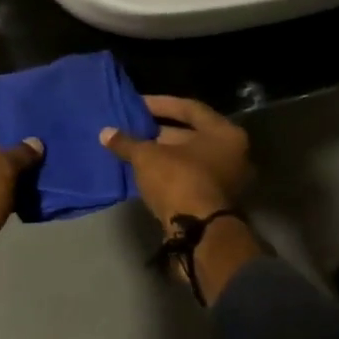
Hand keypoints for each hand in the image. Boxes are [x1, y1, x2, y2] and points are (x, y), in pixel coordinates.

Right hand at [102, 96, 260, 305]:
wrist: (198, 234)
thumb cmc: (178, 180)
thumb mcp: (147, 157)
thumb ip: (127, 142)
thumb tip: (105, 133)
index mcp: (224, 133)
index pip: (189, 108)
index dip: (160, 104)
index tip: (136, 105)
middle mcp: (233, 153)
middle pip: (191, 134)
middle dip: (159, 131)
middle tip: (133, 127)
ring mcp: (228, 179)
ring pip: (190, 158)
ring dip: (163, 153)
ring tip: (134, 148)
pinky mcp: (218, 201)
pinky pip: (191, 176)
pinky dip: (169, 171)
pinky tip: (144, 170)